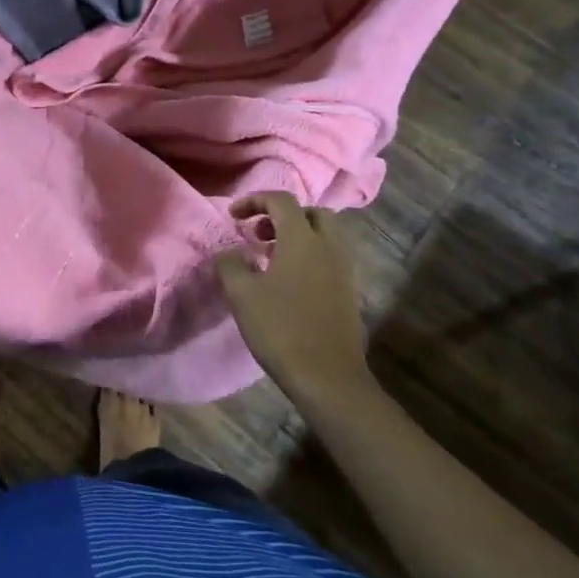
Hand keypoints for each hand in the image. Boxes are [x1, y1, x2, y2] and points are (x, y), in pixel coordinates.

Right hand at [215, 192, 370, 397]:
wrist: (327, 376)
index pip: (281, 200)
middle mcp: (329, 247)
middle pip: (312, 213)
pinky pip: (330, 258)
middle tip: (258, 233)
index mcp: (302, 240)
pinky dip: (309, 256)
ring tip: (269, 257)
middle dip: (282, 216)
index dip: (254, 200)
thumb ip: (230, 265)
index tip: (233, 216)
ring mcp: (344, 270)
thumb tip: (229, 252)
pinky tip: (287, 282)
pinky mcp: (349, 292)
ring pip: (325, 236)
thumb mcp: (242, 295)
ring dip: (297, 236)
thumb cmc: (280, 329)